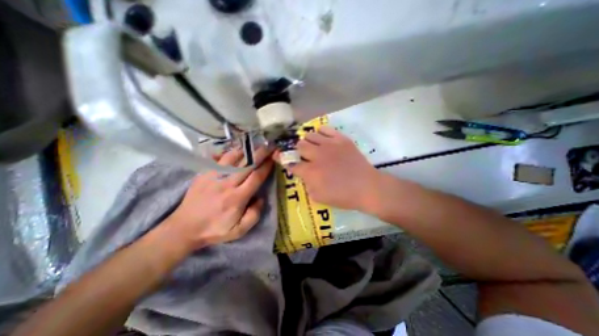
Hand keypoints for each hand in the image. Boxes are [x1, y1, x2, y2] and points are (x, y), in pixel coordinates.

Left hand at [165, 145, 272, 249]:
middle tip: (270, 146)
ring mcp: (214, 176)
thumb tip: (261, 198)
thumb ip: (254, 215)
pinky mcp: (204, 174)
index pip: (256, 177)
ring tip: (255, 144)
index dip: (266, 166)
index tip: (274, 158)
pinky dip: (229, 152)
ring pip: (233, 158)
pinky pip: (218, 159)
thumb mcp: (239, 231)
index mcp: (237, 198)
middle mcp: (227, 184)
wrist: (184, 228)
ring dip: (246, 150)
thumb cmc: (215, 229)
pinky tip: (237, 149)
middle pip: (247, 164)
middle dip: (260, 154)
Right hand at [279, 127, 377, 210]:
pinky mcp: (341, 139)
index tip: (280, 157)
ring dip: (308, 141)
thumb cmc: (343, 196)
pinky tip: (323, 139)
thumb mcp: (319, 197)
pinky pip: (325, 129)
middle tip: (302, 155)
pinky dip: (321, 133)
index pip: (291, 163)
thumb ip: (307, 184)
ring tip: (313, 146)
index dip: (284, 160)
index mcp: (311, 172)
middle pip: (299, 145)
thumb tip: (303, 174)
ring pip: (310, 135)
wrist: (367, 187)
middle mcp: (317, 155)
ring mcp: (330, 145)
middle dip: (298, 150)